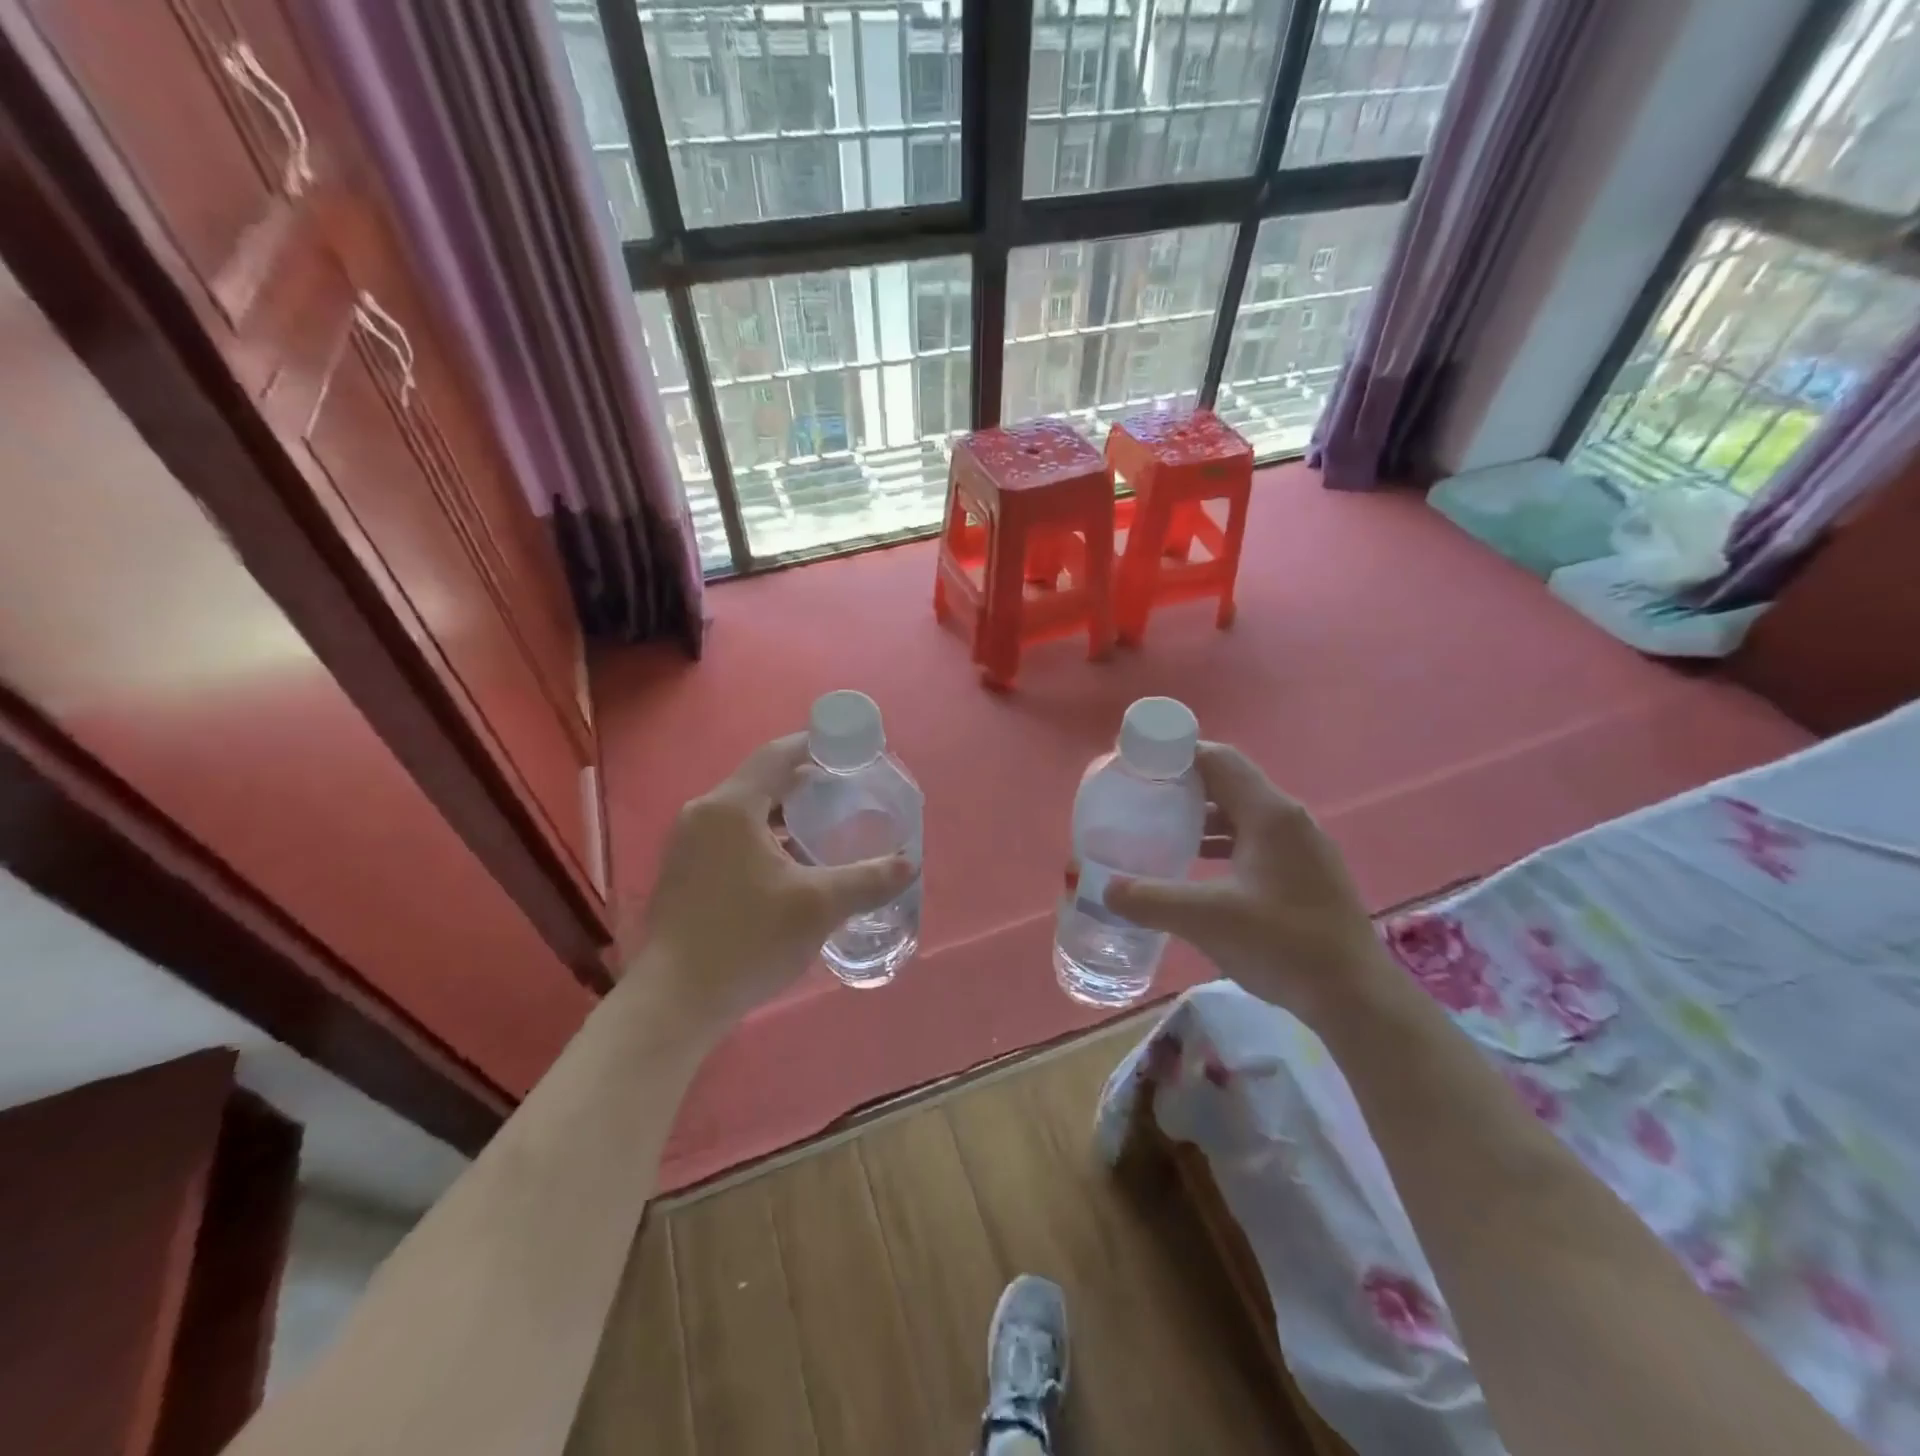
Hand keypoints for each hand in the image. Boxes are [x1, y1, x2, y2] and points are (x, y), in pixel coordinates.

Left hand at [625, 734, 914, 1032]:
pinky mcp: (685, 872)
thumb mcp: (818, 906)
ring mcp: (688, 845)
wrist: (674, 1002)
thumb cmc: (746, 940)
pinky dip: (765, 836)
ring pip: (746, 812)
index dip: (816, 744)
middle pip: (762, 781)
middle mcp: (704, 814)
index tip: (850, 750)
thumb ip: (868, 879)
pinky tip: (792, 864)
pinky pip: (732, 836)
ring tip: (825, 825)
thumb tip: (908, 863)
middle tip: (847, 790)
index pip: (778, 754)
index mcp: (731, 807)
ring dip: (785, 813)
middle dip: (805, 781)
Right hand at [1104, 743, 1392, 1023]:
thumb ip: (1150, 899)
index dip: (1176, 754)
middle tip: (1142, 797)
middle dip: (1183, 786)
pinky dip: (1222, 842)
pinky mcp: (1306, 872)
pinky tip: (1198, 867)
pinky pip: (1255, 840)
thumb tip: (1105, 888)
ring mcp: (1302, 847)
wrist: (1355, 998)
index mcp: (1270, 815)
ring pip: (1242, 814)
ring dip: (1202, 816)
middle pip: (1229, 783)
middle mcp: (1289, 820)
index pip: (1218, 760)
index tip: (1139, 764)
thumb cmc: (1283, 944)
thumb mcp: (1206, 919)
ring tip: (1161, 830)